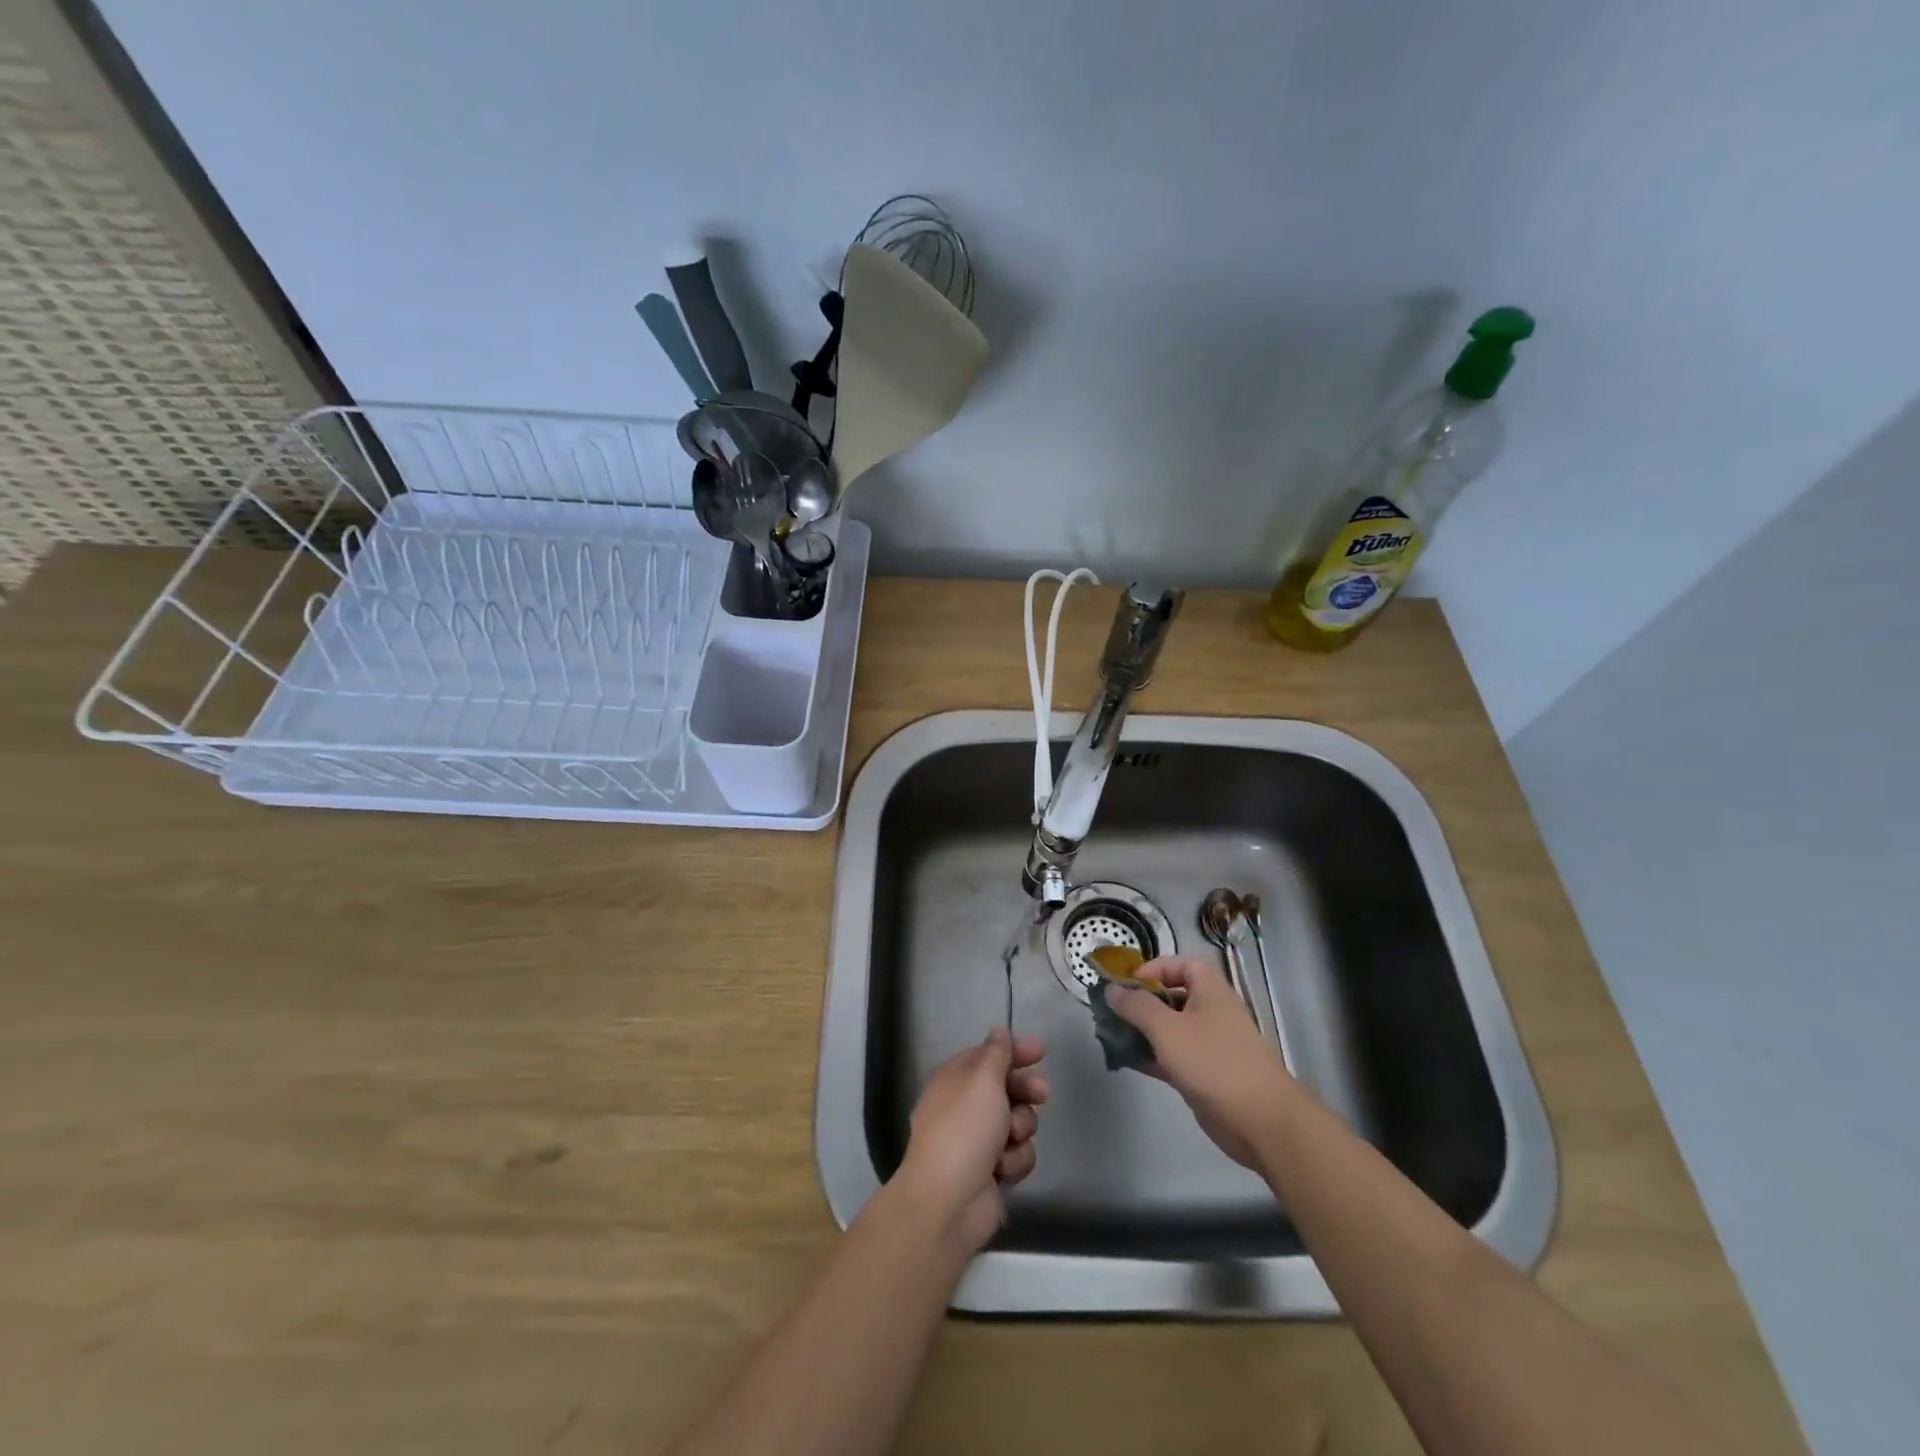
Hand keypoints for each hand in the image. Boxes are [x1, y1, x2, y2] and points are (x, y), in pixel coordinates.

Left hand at [895, 1029, 1047, 1252]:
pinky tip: (1003, 1169)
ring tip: (1009, 1139)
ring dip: (1020, 1129)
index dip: (1014, 1051)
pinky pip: (1018, 1154)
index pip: (988, 1056)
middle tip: (1041, 1094)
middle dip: (1026, 1091)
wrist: (949, 1201)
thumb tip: (998, 1032)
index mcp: (954, 1079)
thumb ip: (996, 1053)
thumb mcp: (982, 1079)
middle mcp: (965, 1107)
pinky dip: (1014, 1160)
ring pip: (1018, 1122)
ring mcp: (978, 1141)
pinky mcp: (992, 1172)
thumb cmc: (964, 1128)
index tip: (1040, 1052)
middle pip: (1007, 1087)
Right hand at [1104, 954, 1293, 1167]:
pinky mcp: (1205, 1075)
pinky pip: (1172, 1057)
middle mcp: (1211, 1013)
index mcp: (1210, 991)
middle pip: (1173, 997)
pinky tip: (1126, 1061)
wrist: (1260, 1121)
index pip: (1182, 965)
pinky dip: (1151, 1056)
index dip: (1155, 968)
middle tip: (1112, 1012)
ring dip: (1142, 1031)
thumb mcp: (1167, 1028)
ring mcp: (1209, 1046)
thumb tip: (1111, 989)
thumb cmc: (1212, 1061)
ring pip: (1169, 1029)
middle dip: (1142, 1002)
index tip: (1129, 984)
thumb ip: (1136, 1006)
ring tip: (1112, 1036)